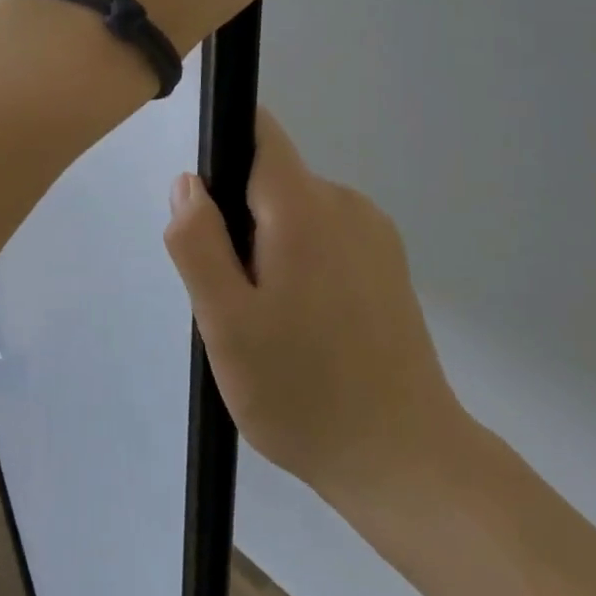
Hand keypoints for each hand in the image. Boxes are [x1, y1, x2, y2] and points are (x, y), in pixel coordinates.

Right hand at [164, 110, 471, 518]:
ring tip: (270, 320)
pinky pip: (324, 234)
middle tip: (234, 297)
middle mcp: (344, 201)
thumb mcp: (226, 323)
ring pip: (295, 210)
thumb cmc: (304, 392)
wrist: (408, 463)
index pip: (258, 132)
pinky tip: (306, 326)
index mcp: (304, 206)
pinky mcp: (388, 261)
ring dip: (269, 245)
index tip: (205, 210)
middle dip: (238, 220)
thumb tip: (188, 182)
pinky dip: (301, 261)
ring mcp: (373, 231)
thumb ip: (198, 243)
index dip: (221, 149)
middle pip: (270, 178)